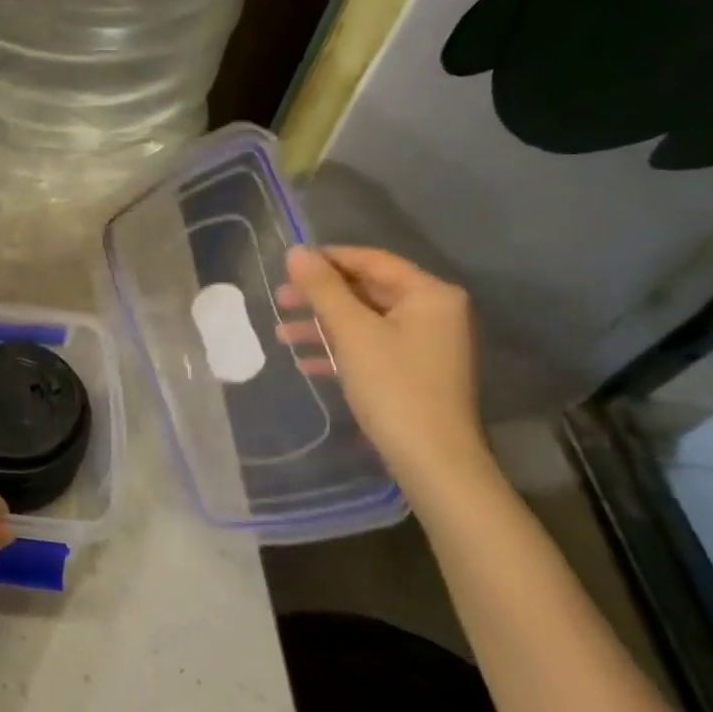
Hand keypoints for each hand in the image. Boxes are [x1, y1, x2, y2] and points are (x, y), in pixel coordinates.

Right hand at [280, 245, 491, 492]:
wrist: (432, 460)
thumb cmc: (393, 386)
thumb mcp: (352, 331)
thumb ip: (323, 288)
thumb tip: (296, 251)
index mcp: (429, 294)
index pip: (371, 261)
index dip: (327, 259)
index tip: (286, 265)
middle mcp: (434, 312)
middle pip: (366, 290)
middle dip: (320, 296)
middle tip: (279, 300)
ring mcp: (425, 344)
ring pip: (364, 321)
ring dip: (322, 325)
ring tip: (281, 334)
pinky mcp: (414, 372)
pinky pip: (370, 347)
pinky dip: (338, 349)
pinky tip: (305, 362)